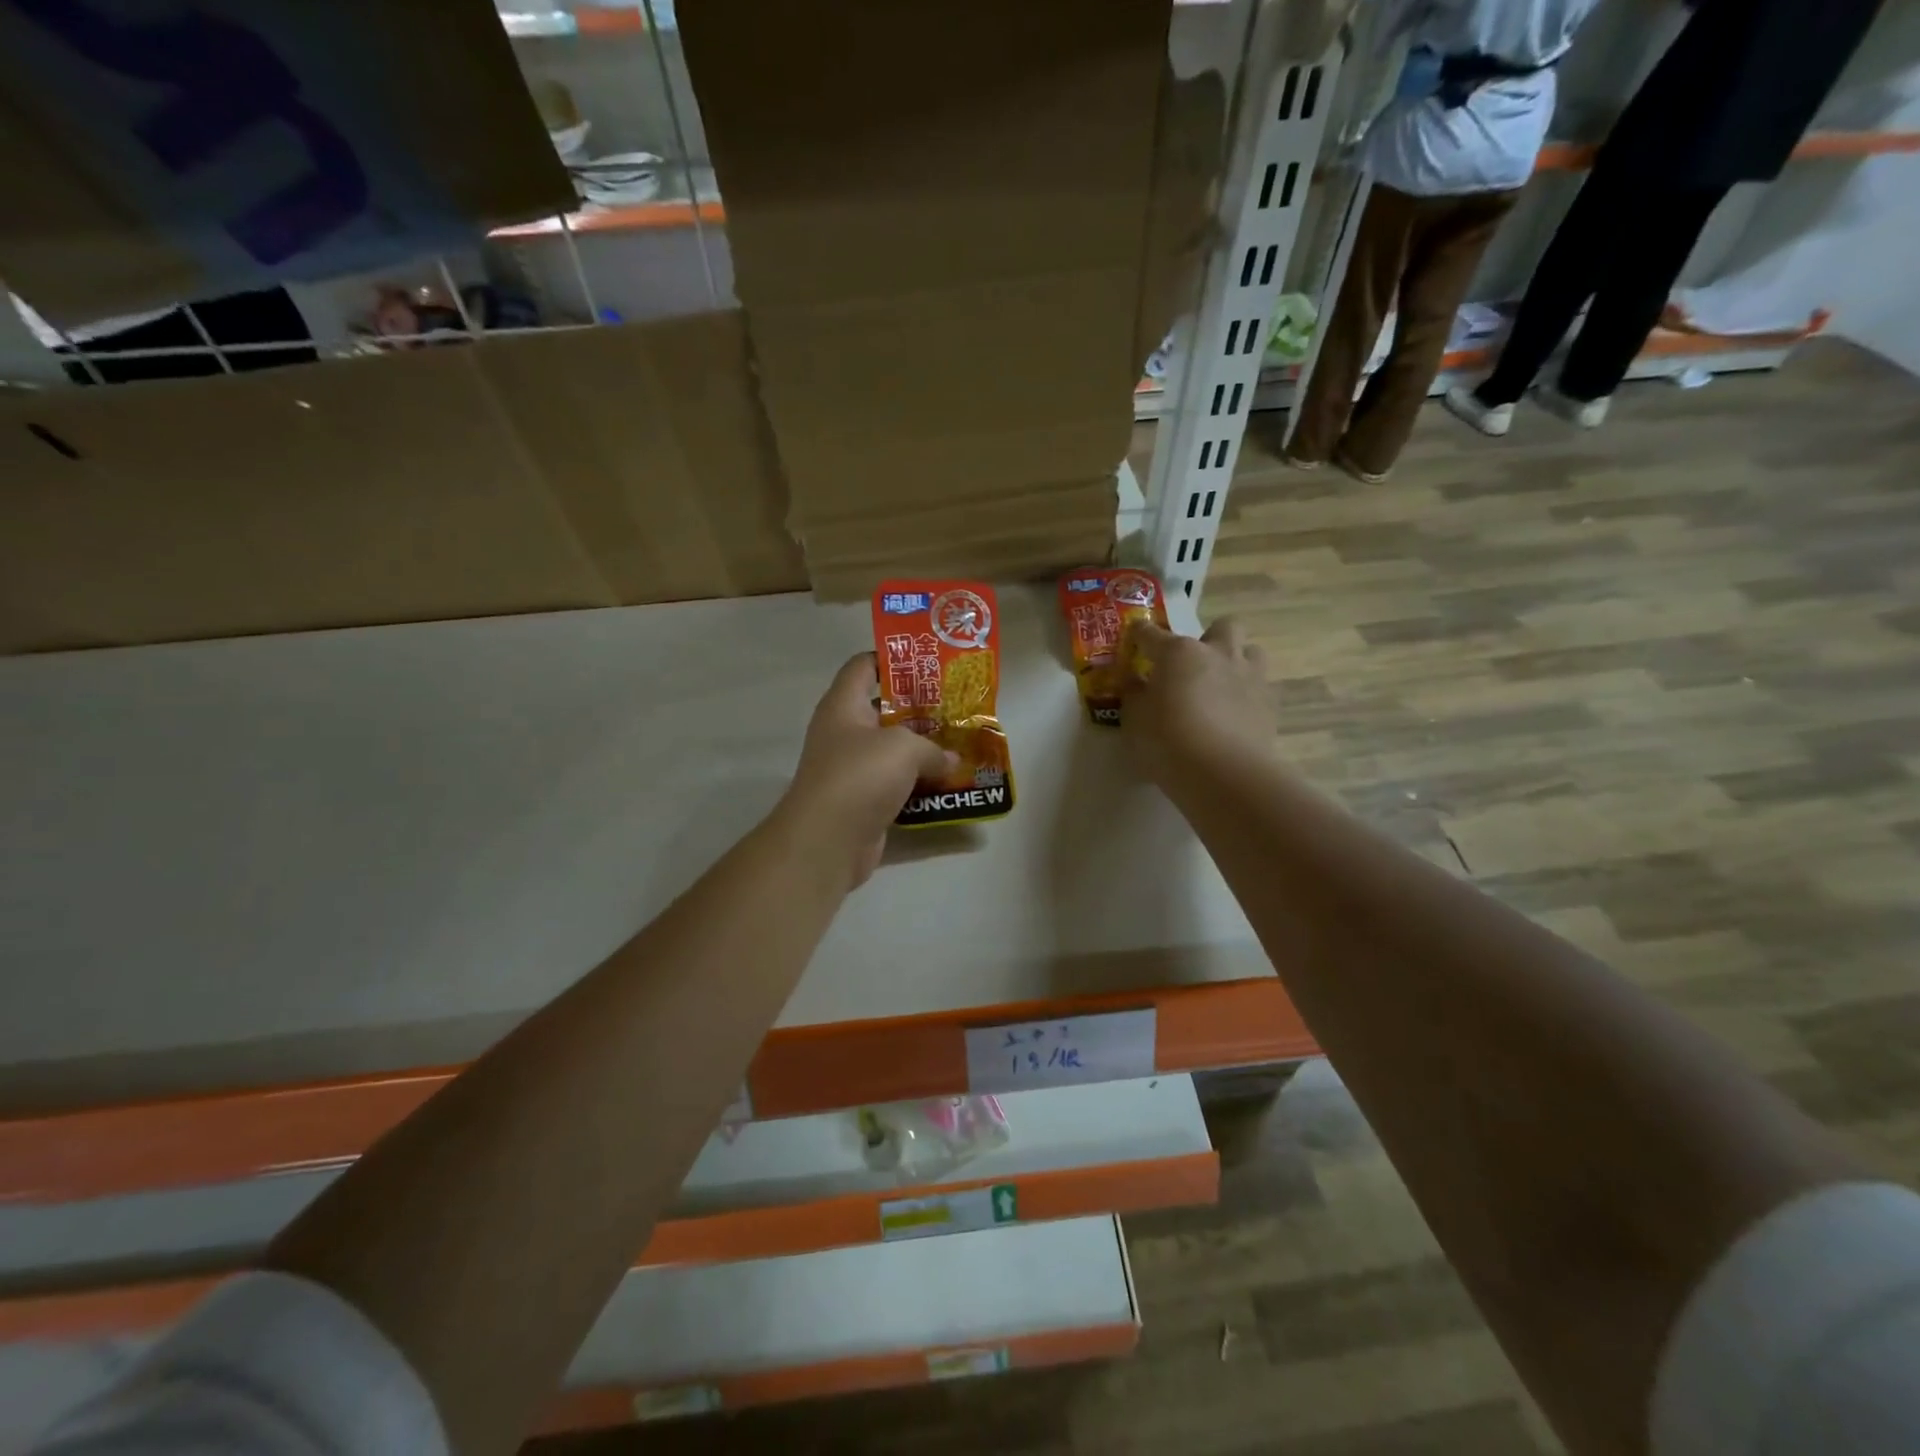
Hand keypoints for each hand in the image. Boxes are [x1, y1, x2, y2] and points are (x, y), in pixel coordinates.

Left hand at [777, 653, 952, 888]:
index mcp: (844, 705)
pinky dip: (920, 784)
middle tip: (958, 707)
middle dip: (921, 709)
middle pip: (884, 709)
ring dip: (924, 750)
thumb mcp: (904, 748)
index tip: (929, 664)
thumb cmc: (860, 776)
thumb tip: (951, 760)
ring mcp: (852, 770)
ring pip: (893, 751)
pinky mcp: (863, 801)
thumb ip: (933, 747)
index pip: (863, 665)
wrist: (827, 841)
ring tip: (961, 744)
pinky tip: (949, 783)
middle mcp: (844, 733)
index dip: (893, 659)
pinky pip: (896, 784)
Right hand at [1120, 616, 1275, 787]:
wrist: (1224, 774)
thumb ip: (1134, 694)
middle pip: (1222, 626)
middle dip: (1208, 638)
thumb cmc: (1168, 742)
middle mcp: (1218, 654)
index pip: (1151, 634)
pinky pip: (1260, 687)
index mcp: (1178, 653)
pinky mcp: (1270, 704)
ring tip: (1220, 685)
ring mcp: (1249, 676)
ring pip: (1251, 651)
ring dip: (1236, 661)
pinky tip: (1235, 715)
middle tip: (1192, 664)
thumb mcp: (1134, 720)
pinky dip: (1247, 695)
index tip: (1133, 639)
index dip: (1139, 634)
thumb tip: (1135, 681)